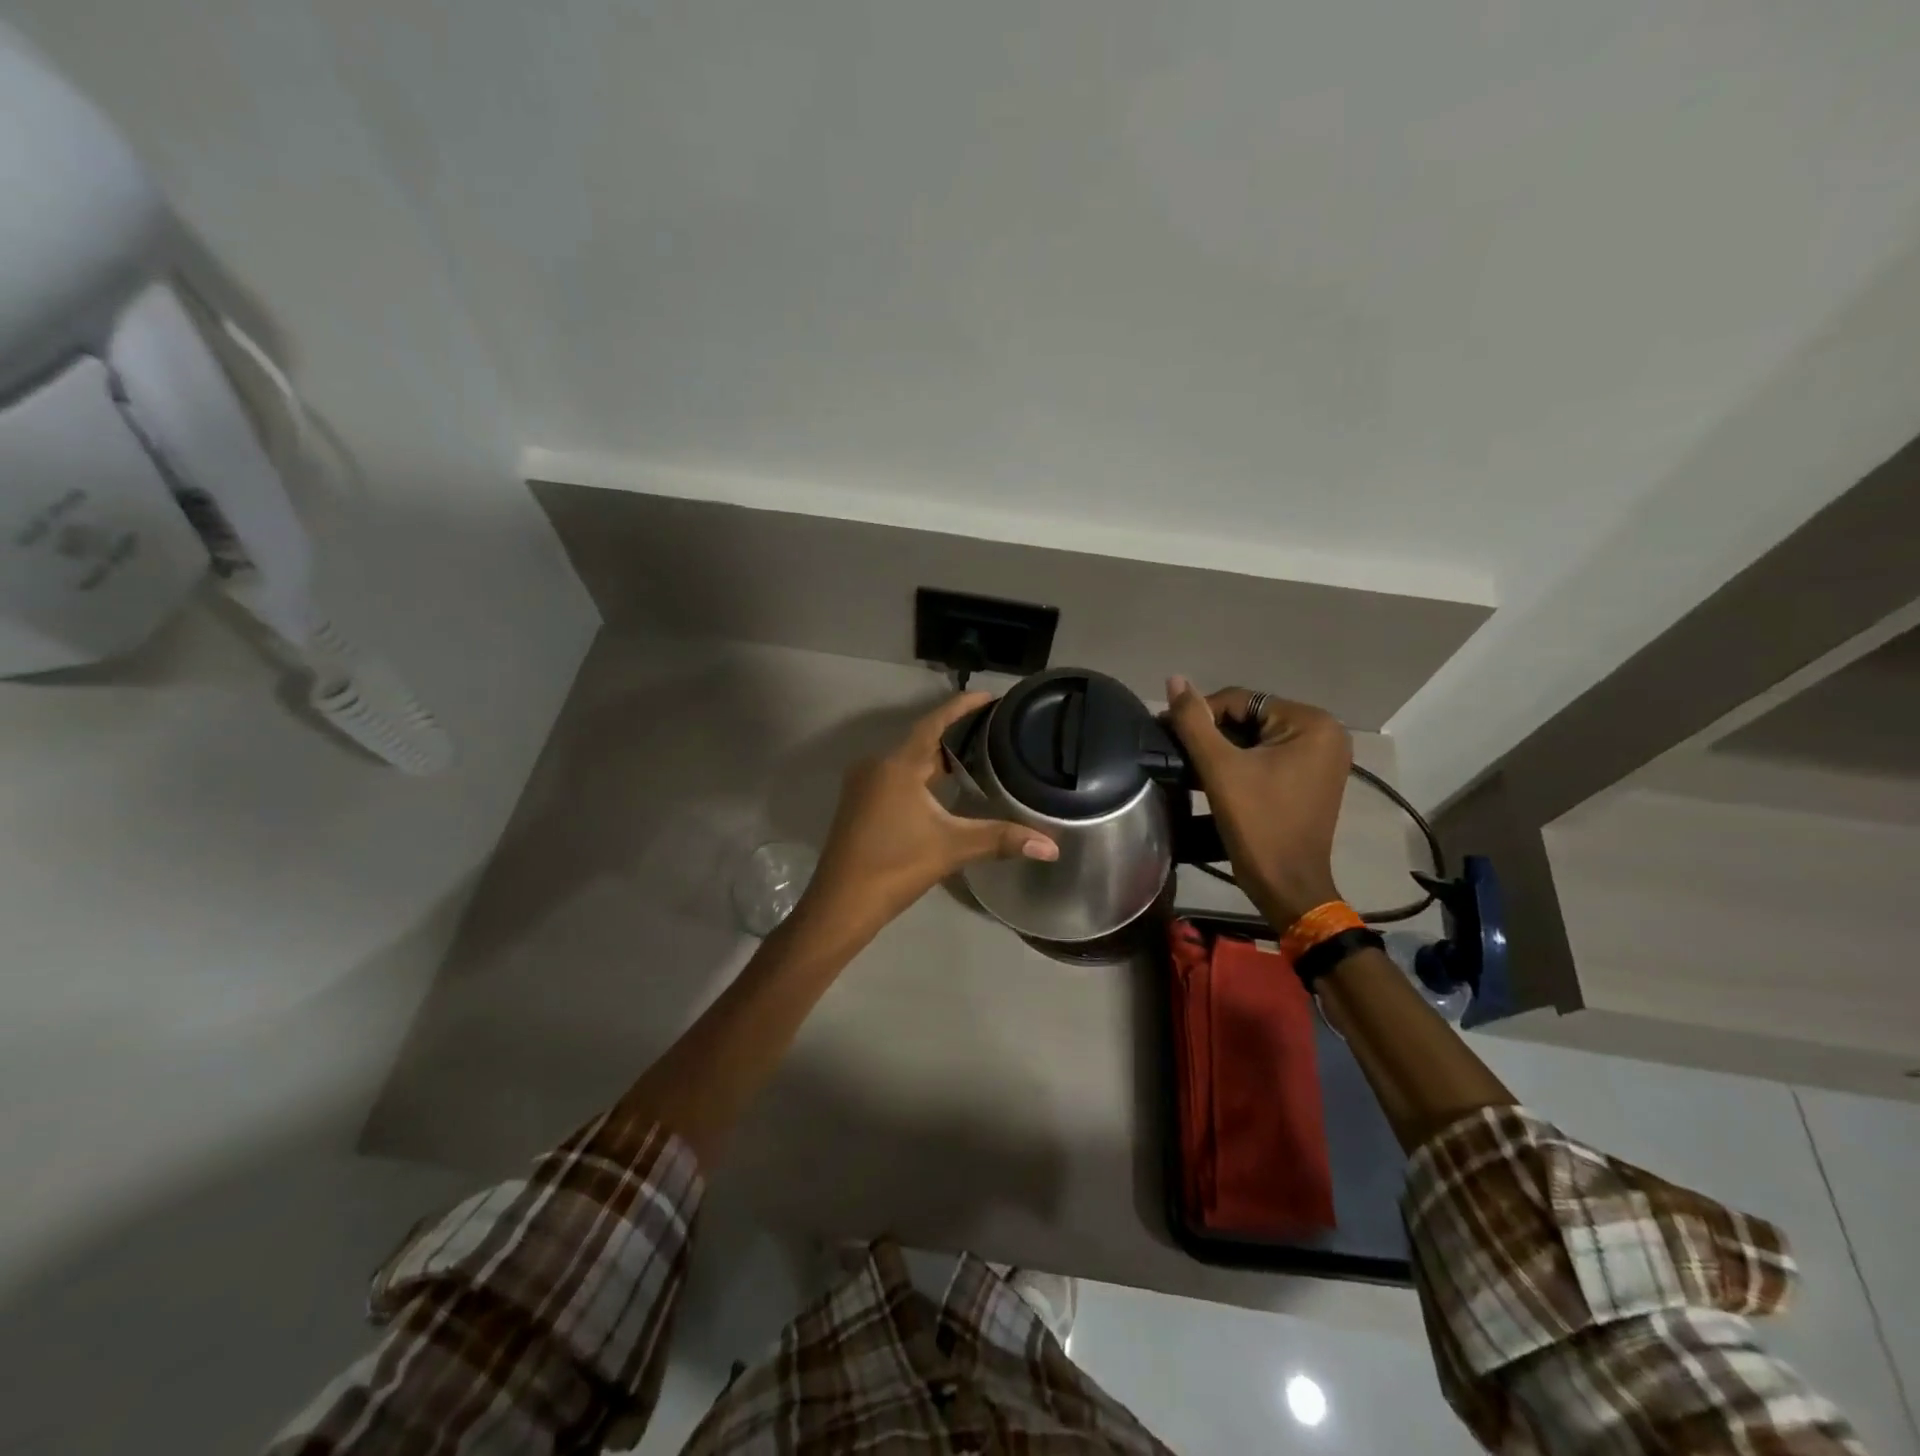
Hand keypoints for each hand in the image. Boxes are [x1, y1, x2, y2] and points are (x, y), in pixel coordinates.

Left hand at [798, 693, 1057, 939]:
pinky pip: (895, 776)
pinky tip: (941, 789)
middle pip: (921, 740)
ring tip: (975, 757)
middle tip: (993, 732)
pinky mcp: (858, 805)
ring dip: (937, 757)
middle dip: (955, 735)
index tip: (989, 697)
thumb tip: (1052, 847)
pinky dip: (920, 775)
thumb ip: (1002, 840)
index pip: (934, 723)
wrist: (840, 904)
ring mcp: (863, 785)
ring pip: (907, 760)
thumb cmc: (895, 867)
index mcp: (898, 765)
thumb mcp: (952, 848)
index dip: (962, 707)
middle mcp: (877, 766)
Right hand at [1164, 676, 1350, 928]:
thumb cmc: (1258, 825)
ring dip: (1224, 749)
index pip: (1242, 700)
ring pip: (1257, 738)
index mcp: (1312, 723)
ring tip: (1192, 767)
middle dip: (1214, 734)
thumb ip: (1194, 721)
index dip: (1202, 715)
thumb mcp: (1220, 769)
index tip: (1169, 736)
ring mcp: (1322, 757)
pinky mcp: (1312, 778)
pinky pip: (1269, 756)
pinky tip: (1216, 778)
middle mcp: (1325, 733)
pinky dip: (1242, 763)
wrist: (1287, 886)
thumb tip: (1174, 679)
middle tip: (1180, 754)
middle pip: (1251, 717)